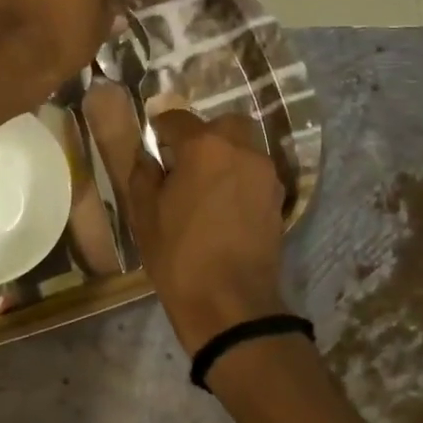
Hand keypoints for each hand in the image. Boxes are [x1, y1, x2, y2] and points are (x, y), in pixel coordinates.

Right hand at [87, 85, 287, 351]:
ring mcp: (266, 174)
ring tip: (204, 186)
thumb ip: (143, 174)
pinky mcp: (278, 199)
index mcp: (204, 147)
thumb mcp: (144, 214)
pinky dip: (239, 178)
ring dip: (225, 155)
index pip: (177, 119)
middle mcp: (242, 150)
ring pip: (245, 147)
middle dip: (202, 135)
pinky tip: (222, 205)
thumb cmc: (178, 255)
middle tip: (183, 162)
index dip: (160, 130)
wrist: (229, 303)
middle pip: (222, 125)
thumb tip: (149, 157)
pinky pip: (255, 173)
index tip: (152, 145)